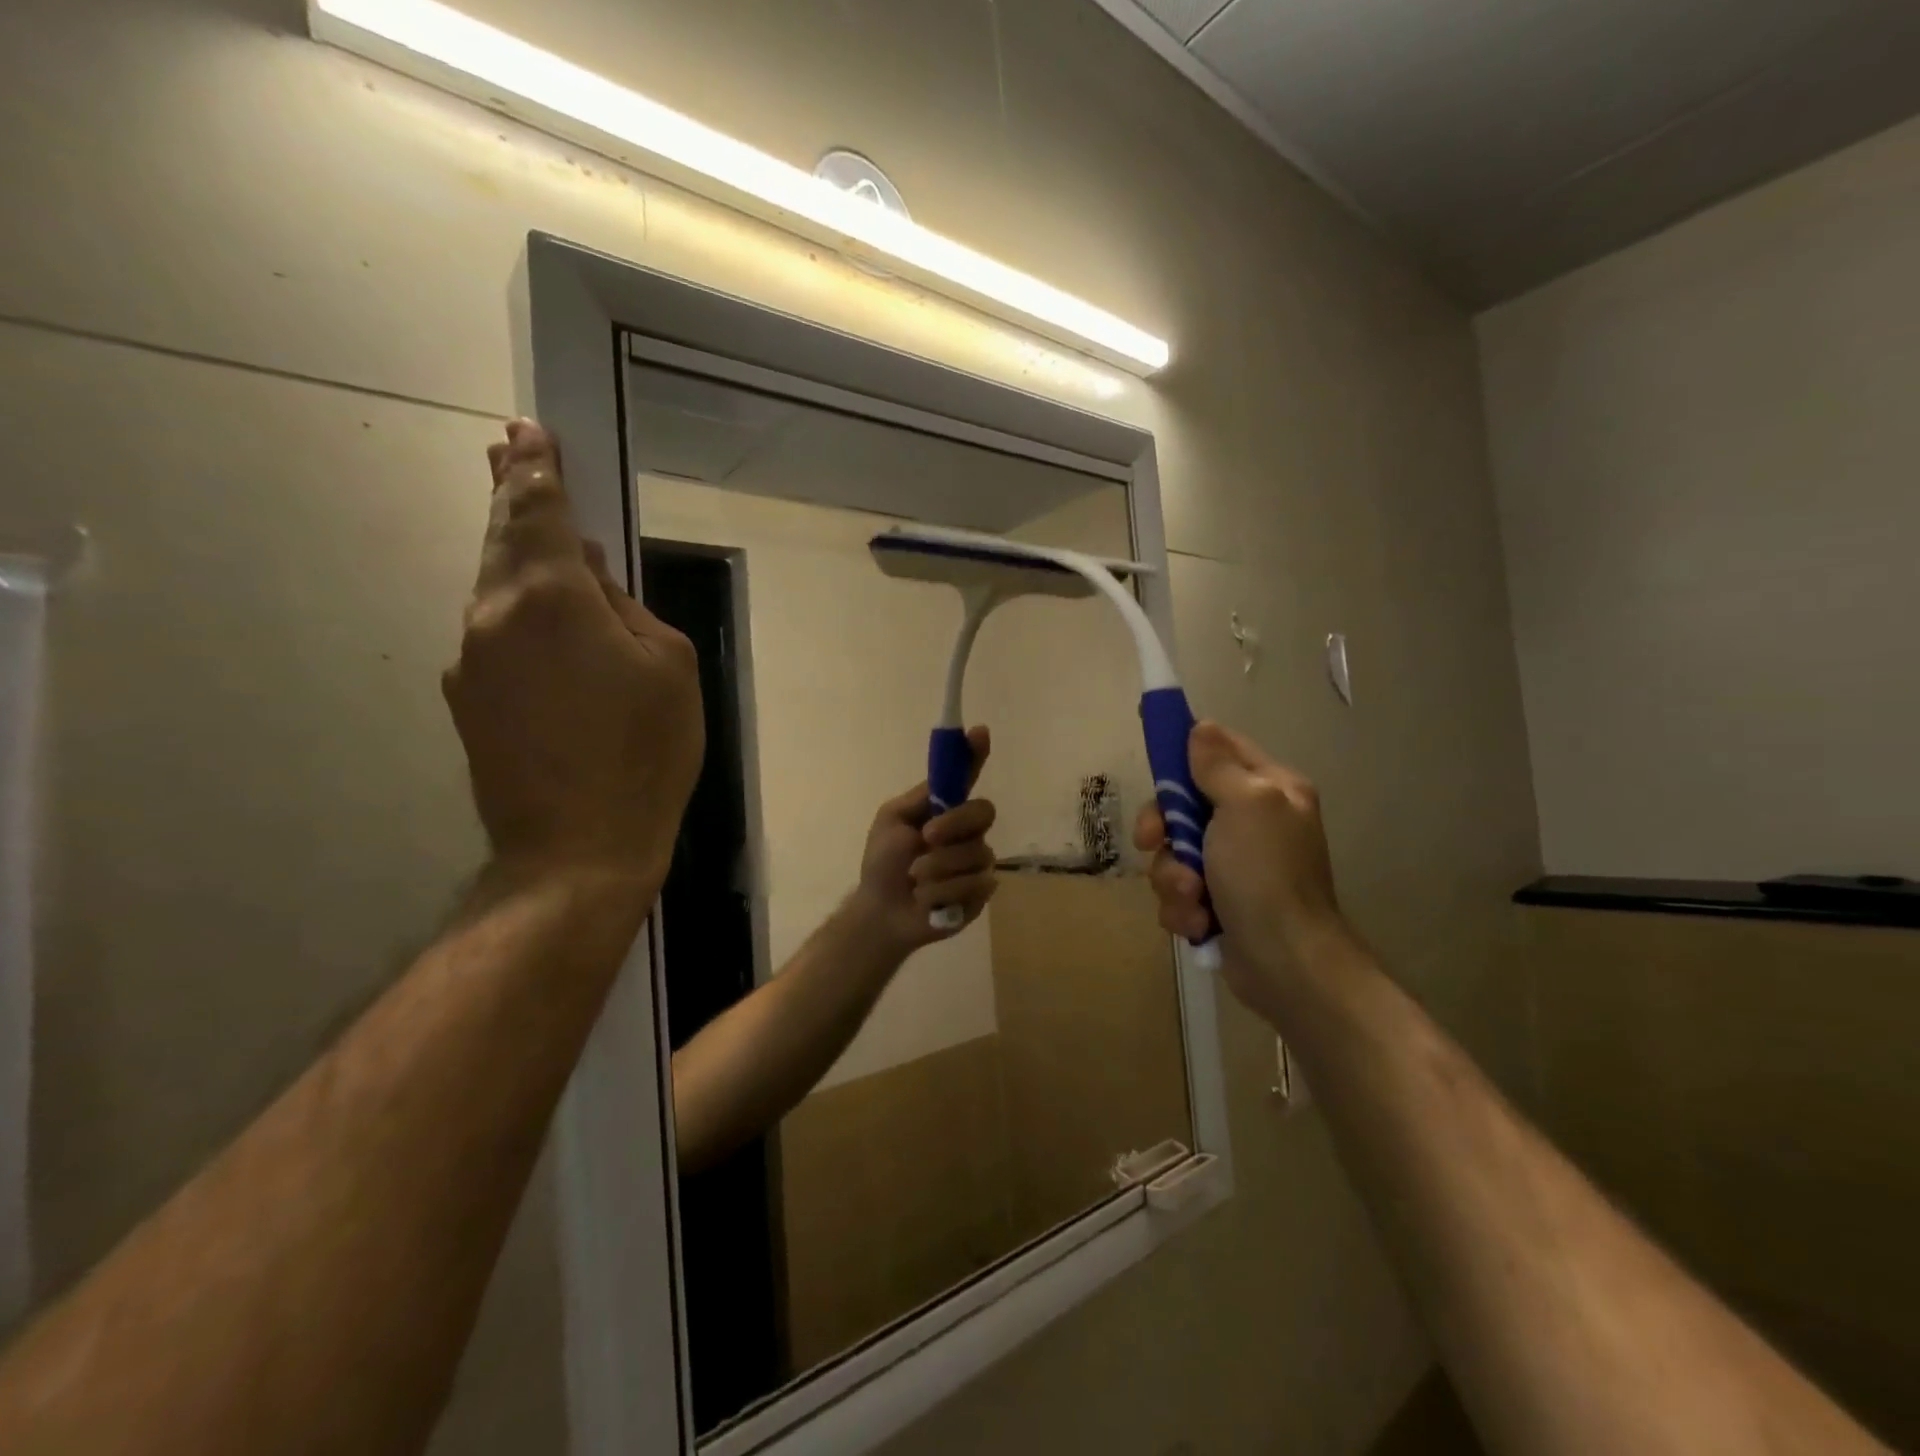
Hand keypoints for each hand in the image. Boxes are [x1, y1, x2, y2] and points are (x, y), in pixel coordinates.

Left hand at [443, 420, 704, 890]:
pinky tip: (547, 625)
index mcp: (550, 599)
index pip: (538, 513)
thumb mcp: (670, 667)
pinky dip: (519, 612)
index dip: (536, 469)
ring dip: (516, 554)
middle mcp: (494, 617)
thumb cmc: (644, 753)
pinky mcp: (470, 701)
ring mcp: (472, 662)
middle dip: (511, 492)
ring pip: (496, 589)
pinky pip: (498, 635)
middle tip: (510, 448)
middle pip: (502, 541)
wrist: (577, 849)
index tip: (528, 431)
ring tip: (534, 528)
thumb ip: (627, 608)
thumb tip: (590, 580)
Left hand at [849, 726, 997, 958]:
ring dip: (937, 868)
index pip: (967, 776)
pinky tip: (928, 900)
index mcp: (945, 808)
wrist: (882, 912)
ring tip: (914, 880)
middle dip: (954, 824)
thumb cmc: (883, 863)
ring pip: (975, 853)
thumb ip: (920, 798)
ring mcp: (978, 861)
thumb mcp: (891, 821)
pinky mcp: (981, 892)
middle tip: (927, 837)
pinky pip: (976, 884)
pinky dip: (943, 893)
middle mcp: (968, 830)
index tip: (980, 732)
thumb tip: (945, 770)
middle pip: (983, 812)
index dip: (976, 753)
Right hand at [1134, 721, 1344, 1016]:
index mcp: (1269, 790)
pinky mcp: (1218, 903)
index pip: (1220, 750)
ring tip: (1193, 898)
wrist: (1286, 964)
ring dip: (1173, 877)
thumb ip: (1218, 765)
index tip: (1153, 758)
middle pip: (1183, 805)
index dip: (1184, 751)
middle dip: (1165, 829)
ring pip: (1174, 853)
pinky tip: (1198, 922)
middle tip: (1154, 841)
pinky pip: (1179, 890)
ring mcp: (1234, 866)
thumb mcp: (1246, 805)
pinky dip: (1182, 907)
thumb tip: (1201, 728)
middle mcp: (1252, 823)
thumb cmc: (1266, 875)